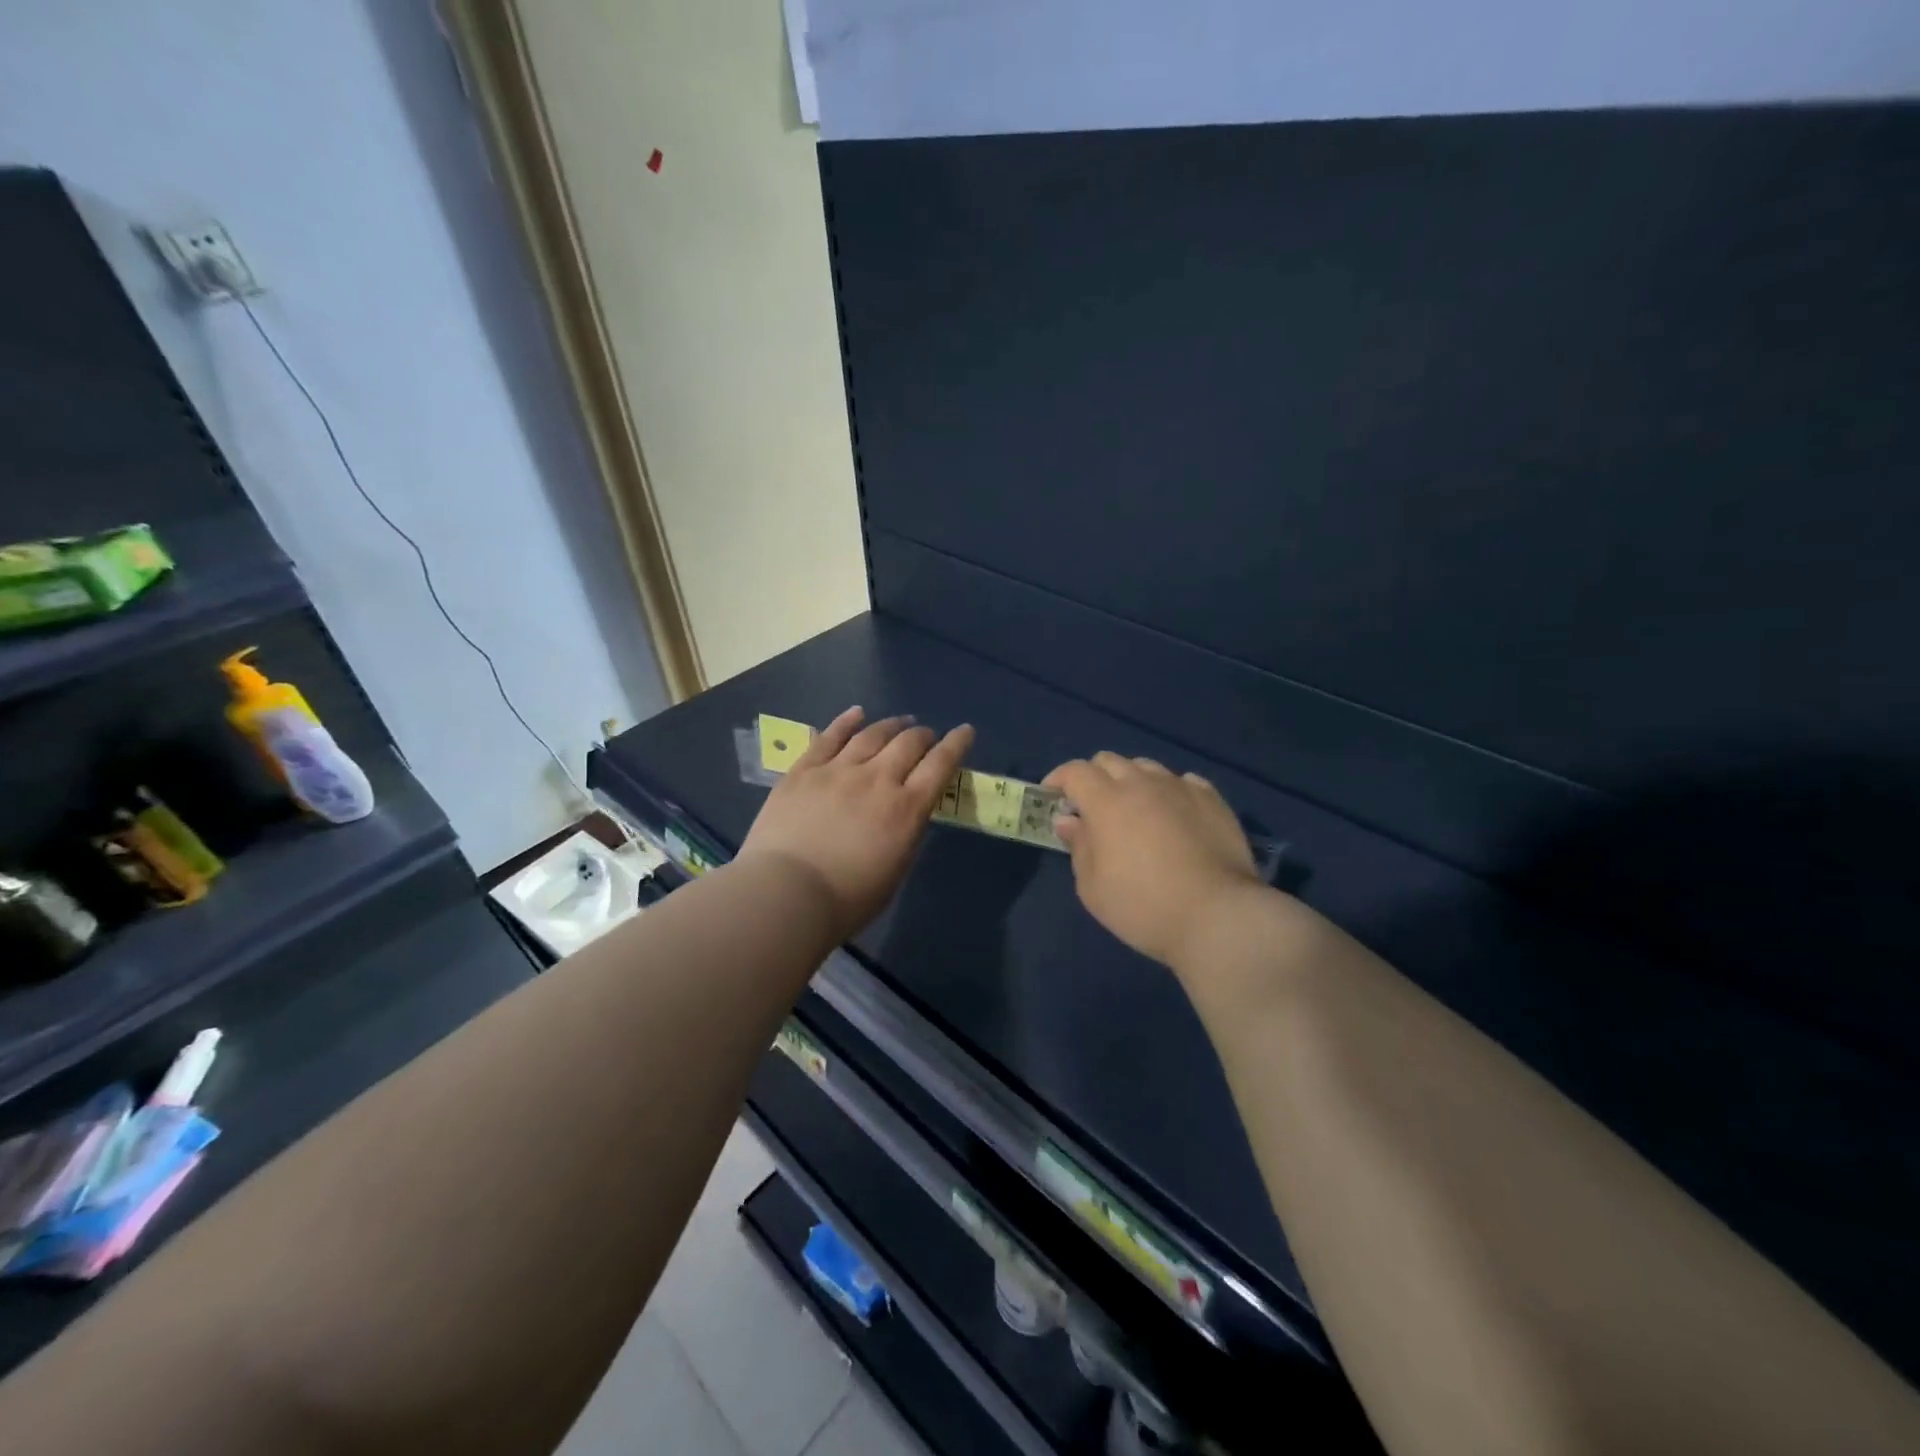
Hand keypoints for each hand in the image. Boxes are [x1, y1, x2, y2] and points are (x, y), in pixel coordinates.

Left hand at [739, 707, 973, 940]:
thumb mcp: (895, 871)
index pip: (940, 765)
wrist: (786, 894)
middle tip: (927, 736)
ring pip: (872, 734)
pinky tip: (857, 713)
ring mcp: (838, 770)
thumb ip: (906, 835)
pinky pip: (829, 737)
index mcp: (906, 809)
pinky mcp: (804, 770)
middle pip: (908, 743)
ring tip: (900, 722)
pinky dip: (846, 721)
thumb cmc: (847, 899)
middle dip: (924, 735)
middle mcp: (877, 779)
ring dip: (891, 725)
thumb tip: (909, 813)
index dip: (956, 744)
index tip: (965, 731)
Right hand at [1044, 753, 1263, 967]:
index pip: (1075, 771)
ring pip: (1147, 767)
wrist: (1218, 916)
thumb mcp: (1093, 887)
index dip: (1058, 779)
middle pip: (1109, 761)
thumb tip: (1069, 820)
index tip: (1052, 798)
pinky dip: (1168, 792)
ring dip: (1131, 781)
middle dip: (1093, 778)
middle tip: (1091, 808)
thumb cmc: (1143, 906)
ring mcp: (1181, 787)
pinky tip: (1173, 815)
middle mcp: (1142, 783)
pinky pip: (1183, 781)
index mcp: (1106, 801)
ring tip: (1134, 810)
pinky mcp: (1213, 799)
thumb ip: (1078, 846)